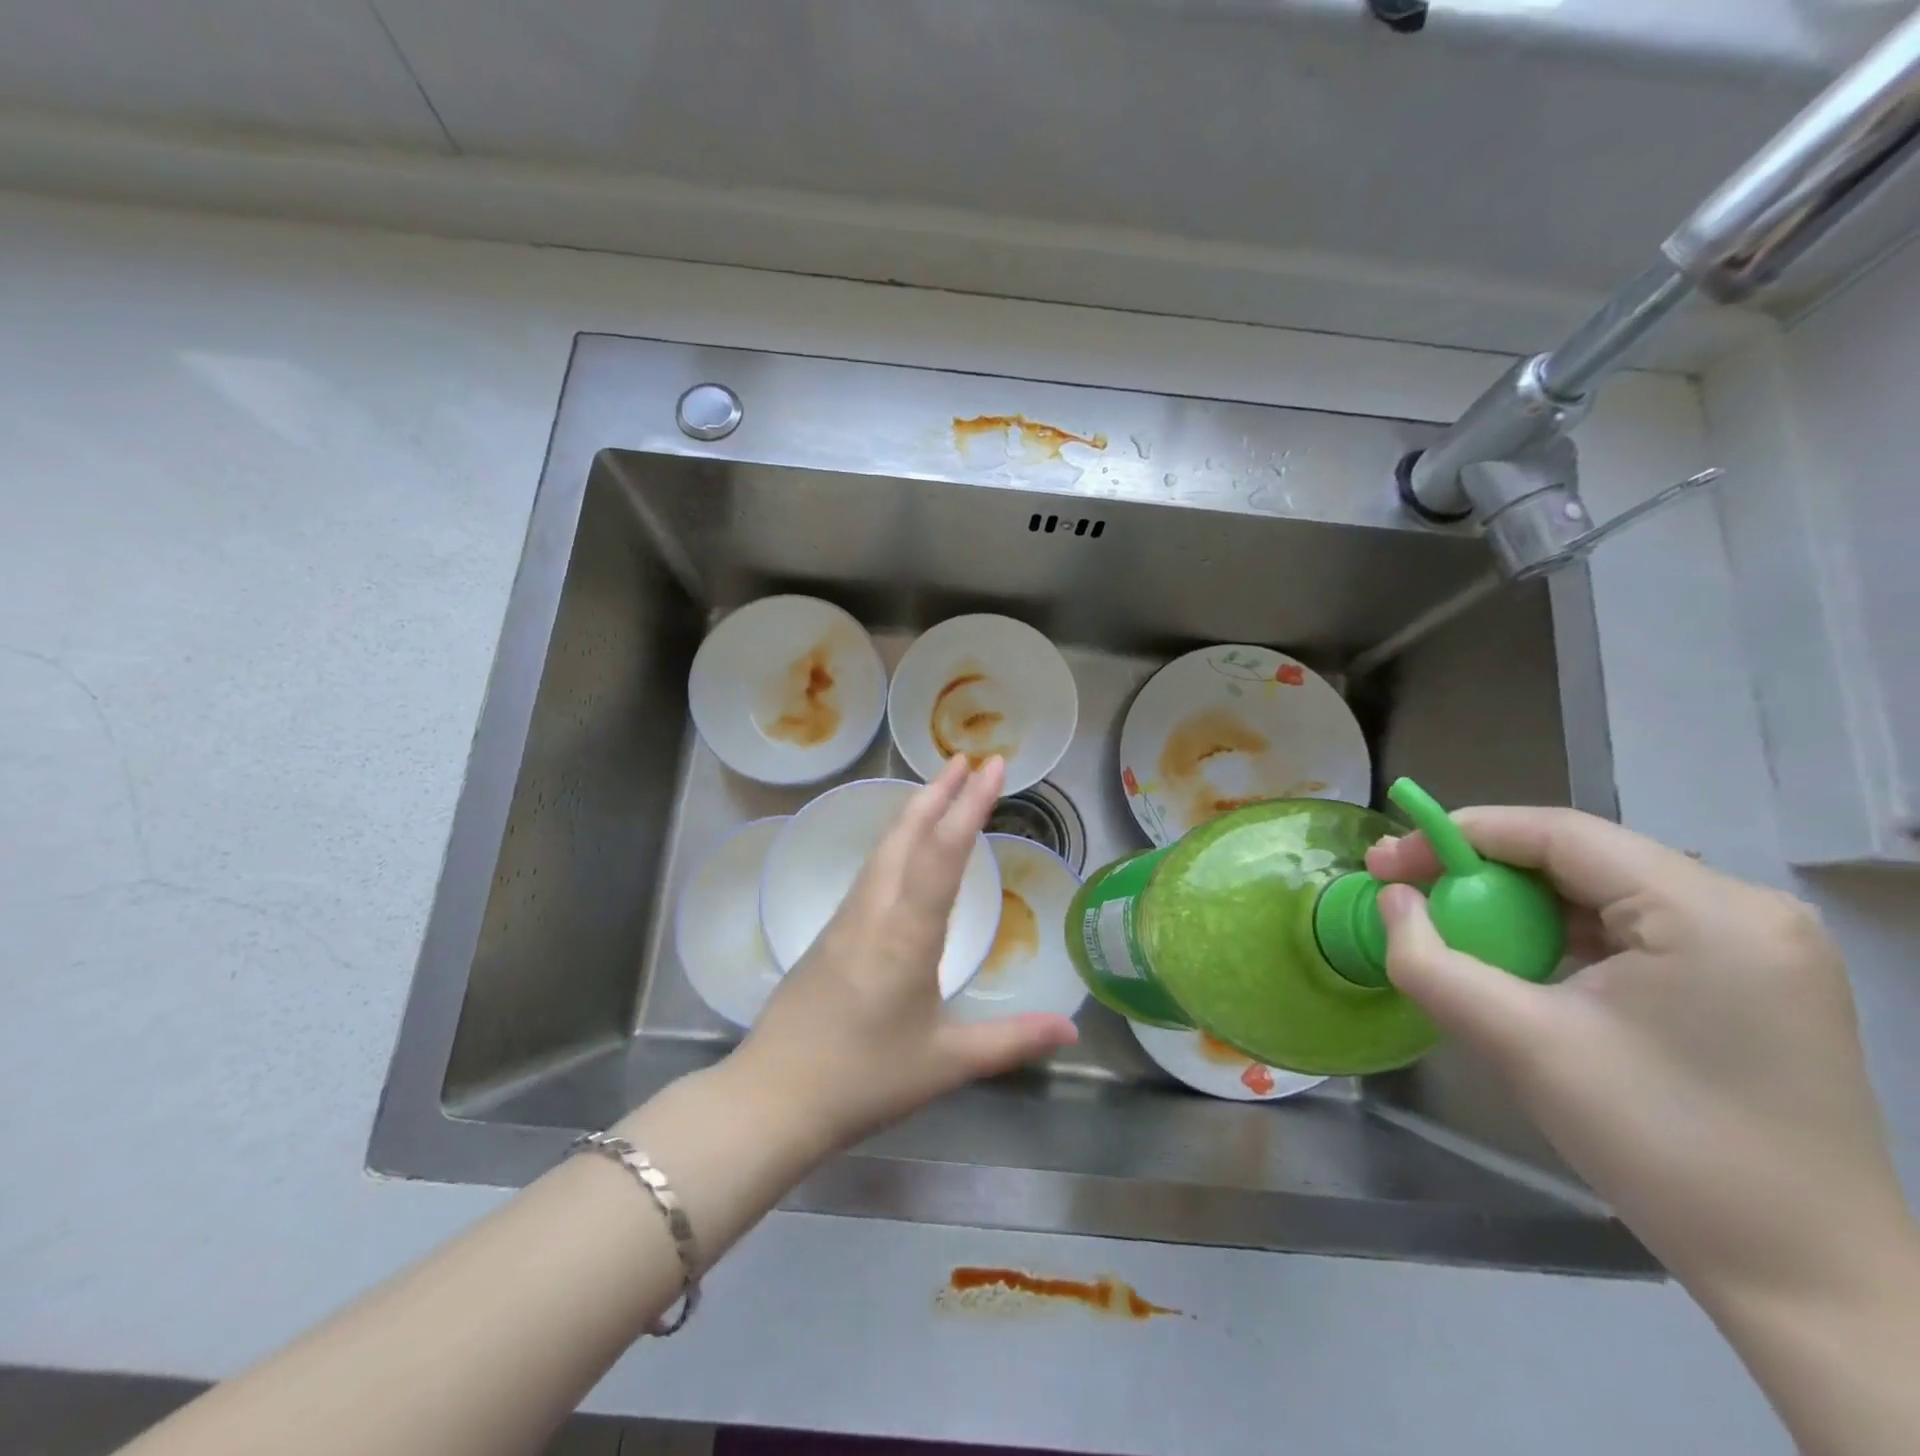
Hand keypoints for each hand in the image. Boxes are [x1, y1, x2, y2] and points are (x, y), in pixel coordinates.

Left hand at [731, 755, 1079, 1153]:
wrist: (773, 1098)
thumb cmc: (864, 1079)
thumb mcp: (946, 1063)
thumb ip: (1011, 1040)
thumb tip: (1072, 1027)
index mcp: (907, 933)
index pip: (943, 852)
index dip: (970, 805)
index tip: (991, 767)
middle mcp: (874, 911)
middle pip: (906, 834)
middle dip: (939, 792)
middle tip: (967, 759)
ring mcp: (845, 919)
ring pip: (883, 849)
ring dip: (914, 812)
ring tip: (939, 789)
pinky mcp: (828, 933)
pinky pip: (869, 871)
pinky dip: (895, 842)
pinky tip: (901, 851)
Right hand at [1366, 808, 1909, 1304]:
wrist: (1803, 1280)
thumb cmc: (1659, 1147)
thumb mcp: (1519, 1044)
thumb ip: (1430, 960)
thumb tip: (1391, 900)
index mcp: (1708, 912)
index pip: (1558, 833)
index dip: (1457, 835)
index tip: (1386, 862)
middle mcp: (1744, 910)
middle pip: (1578, 858)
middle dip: (1481, 873)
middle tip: (1406, 895)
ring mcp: (1757, 946)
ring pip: (1600, 893)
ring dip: (1517, 907)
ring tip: (1455, 933)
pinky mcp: (1751, 982)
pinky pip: (1630, 929)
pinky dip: (1560, 936)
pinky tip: (1523, 966)